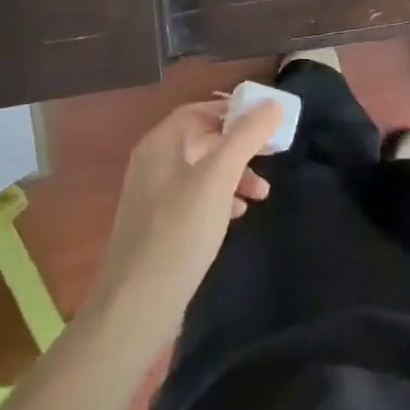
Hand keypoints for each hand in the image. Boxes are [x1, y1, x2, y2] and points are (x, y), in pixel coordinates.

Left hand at [84, 100, 284, 336]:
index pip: (200, 110)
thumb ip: (246, 137)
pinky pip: (195, 197)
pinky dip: (220, 197)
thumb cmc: (179, 232)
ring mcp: (154, 195)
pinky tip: (238, 214)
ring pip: (202, 170)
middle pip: (203, 138)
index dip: (234, 111)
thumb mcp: (218, 178)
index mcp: (161, 144)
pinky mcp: (159, 225)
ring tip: (263, 194)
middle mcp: (154, 163)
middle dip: (240, 146)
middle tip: (272, 155)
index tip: (268, 121)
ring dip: (235, 174)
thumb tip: (272, 104)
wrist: (136, 306)